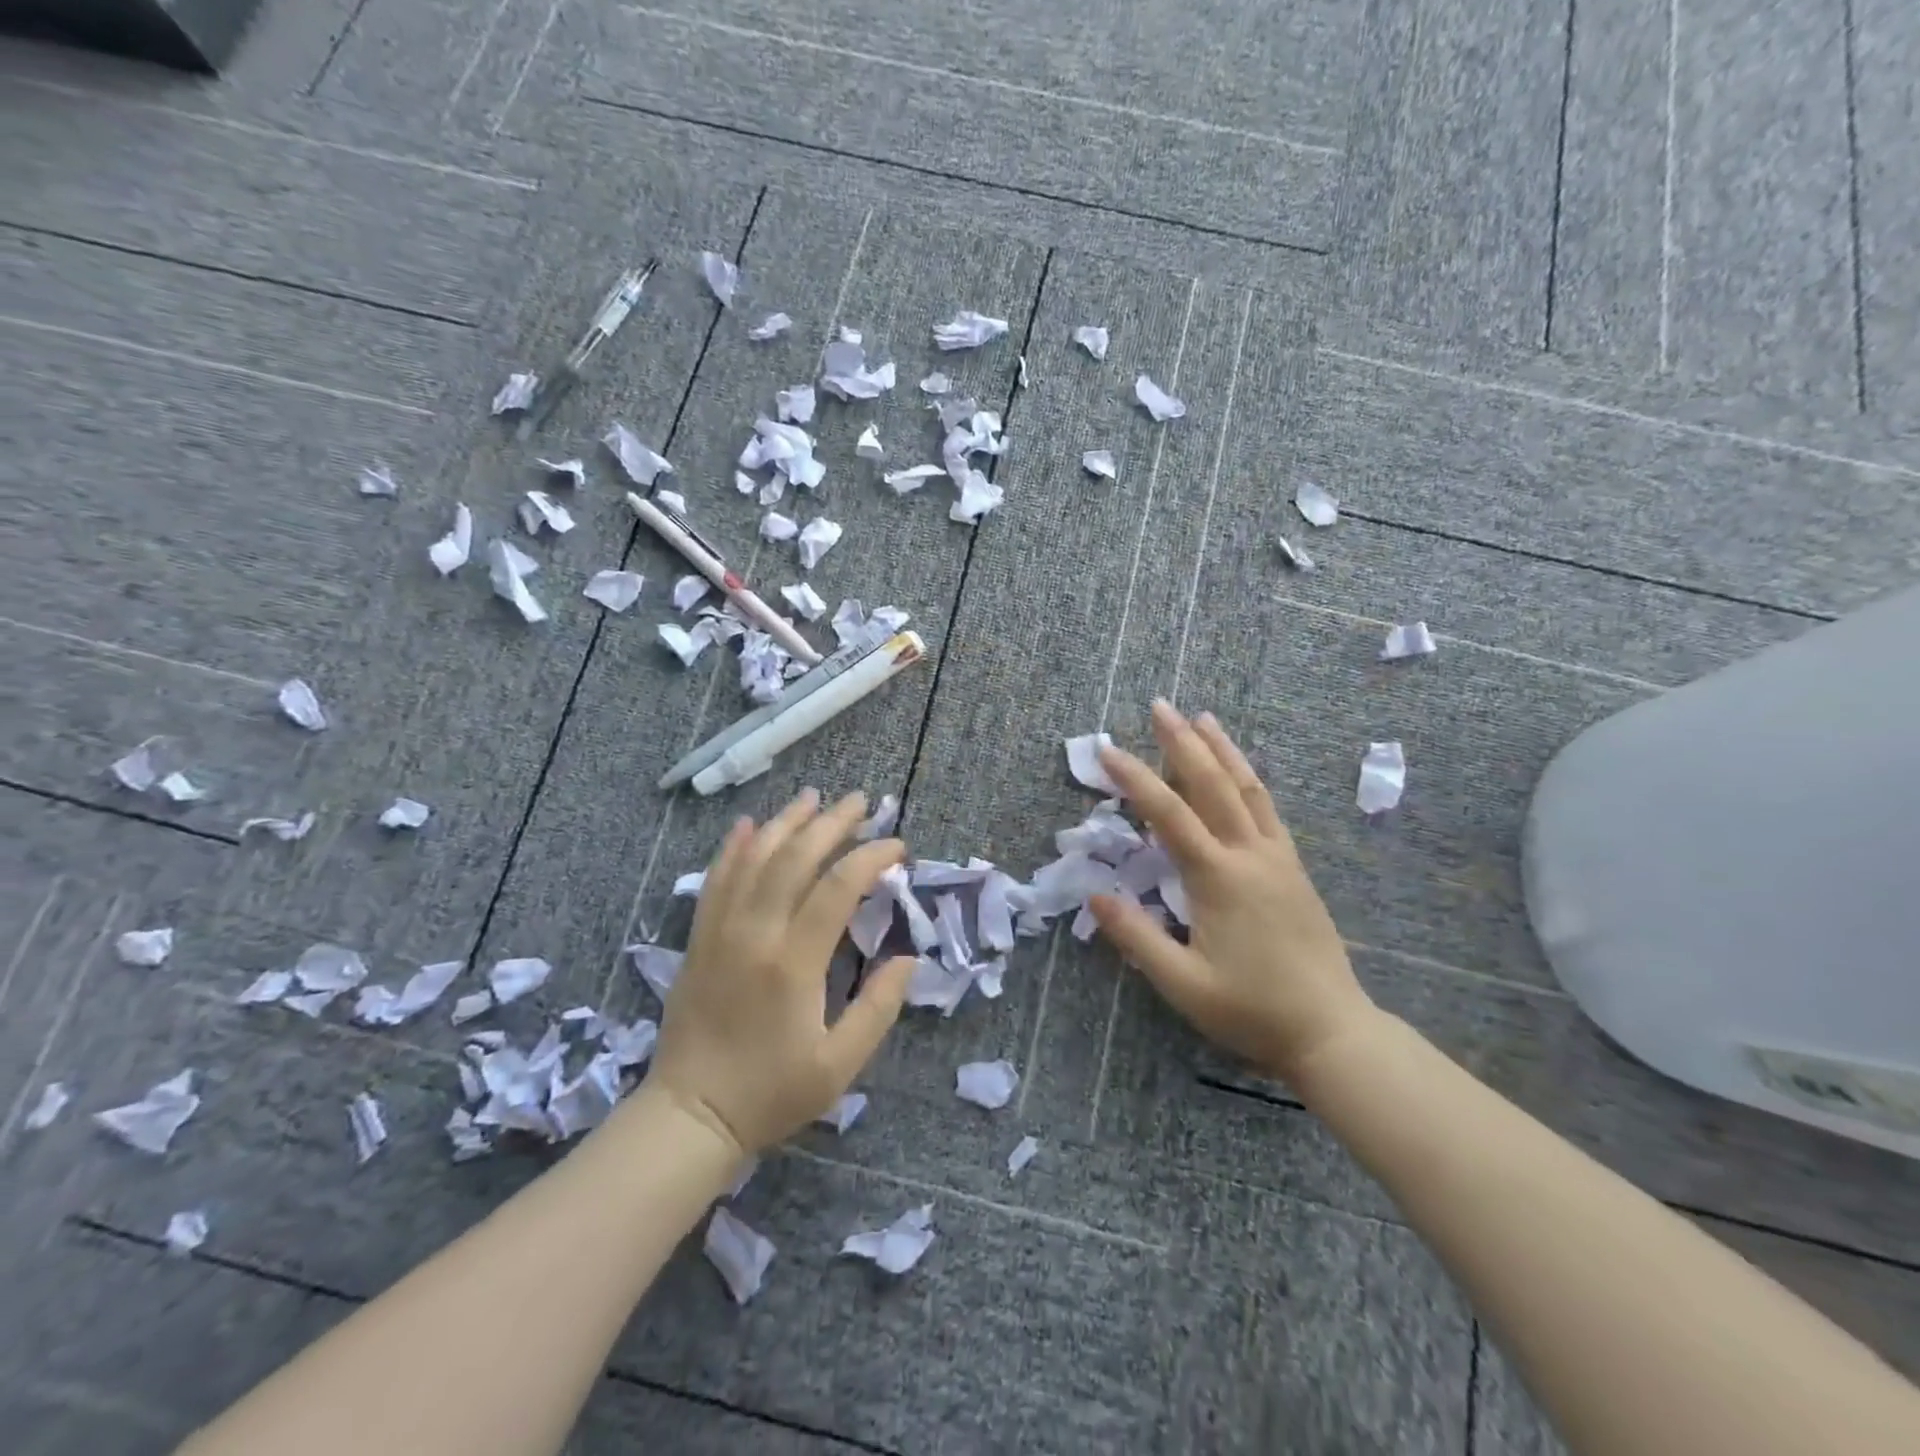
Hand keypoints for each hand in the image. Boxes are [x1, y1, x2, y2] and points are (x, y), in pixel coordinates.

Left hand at [646, 790, 915, 1155]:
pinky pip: (716, 879)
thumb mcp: (839, 1066)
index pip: (838, 887)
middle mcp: (755, 933)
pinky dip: (733, 847)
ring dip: (785, 822)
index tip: (898, 847)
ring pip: (753, 858)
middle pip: (795, 858)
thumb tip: (908, 958)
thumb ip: (878, 1009)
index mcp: (794, 963)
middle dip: (832, 823)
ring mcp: (720, 932)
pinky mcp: (699, 939)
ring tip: (813, 798)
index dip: (872, 857)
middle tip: (861, 801)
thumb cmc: (771, 1092)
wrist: (690, 1115)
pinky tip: (748, 824)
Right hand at [1088, 701, 1380, 1083]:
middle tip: (1160, 707)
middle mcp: (1250, 855)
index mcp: (1218, 878)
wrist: (1332, 1031)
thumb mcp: (1182, 984)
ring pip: (1248, 789)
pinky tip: (1241, 772)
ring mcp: (1277, 858)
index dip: (1134, 779)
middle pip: (1212, 785)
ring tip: (1203, 718)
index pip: (1168, 814)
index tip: (1107, 751)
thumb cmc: (1251, 1010)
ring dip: (1222, 751)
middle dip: (1182, 743)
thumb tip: (1095, 893)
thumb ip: (1136, 937)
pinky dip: (1249, 779)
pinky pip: (1268, 810)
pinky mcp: (1294, 869)